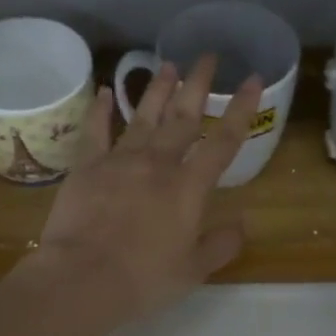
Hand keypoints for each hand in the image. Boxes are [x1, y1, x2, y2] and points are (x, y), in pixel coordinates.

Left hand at [22, 56, 263, 322]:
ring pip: (143, 117)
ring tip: (168, 65)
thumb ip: (220, 245)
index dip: (241, 109)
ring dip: (157, 90)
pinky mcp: (86, 167)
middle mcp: (157, 164)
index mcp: (188, 188)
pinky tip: (107, 91)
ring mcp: (119, 161)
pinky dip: (101, 109)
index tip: (253, 79)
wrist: (82, 279)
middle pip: (182, 117)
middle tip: (208, 56)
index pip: (223, 141)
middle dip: (198, 85)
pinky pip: (96, 131)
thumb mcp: (193, 271)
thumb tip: (242, 225)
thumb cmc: (144, 279)